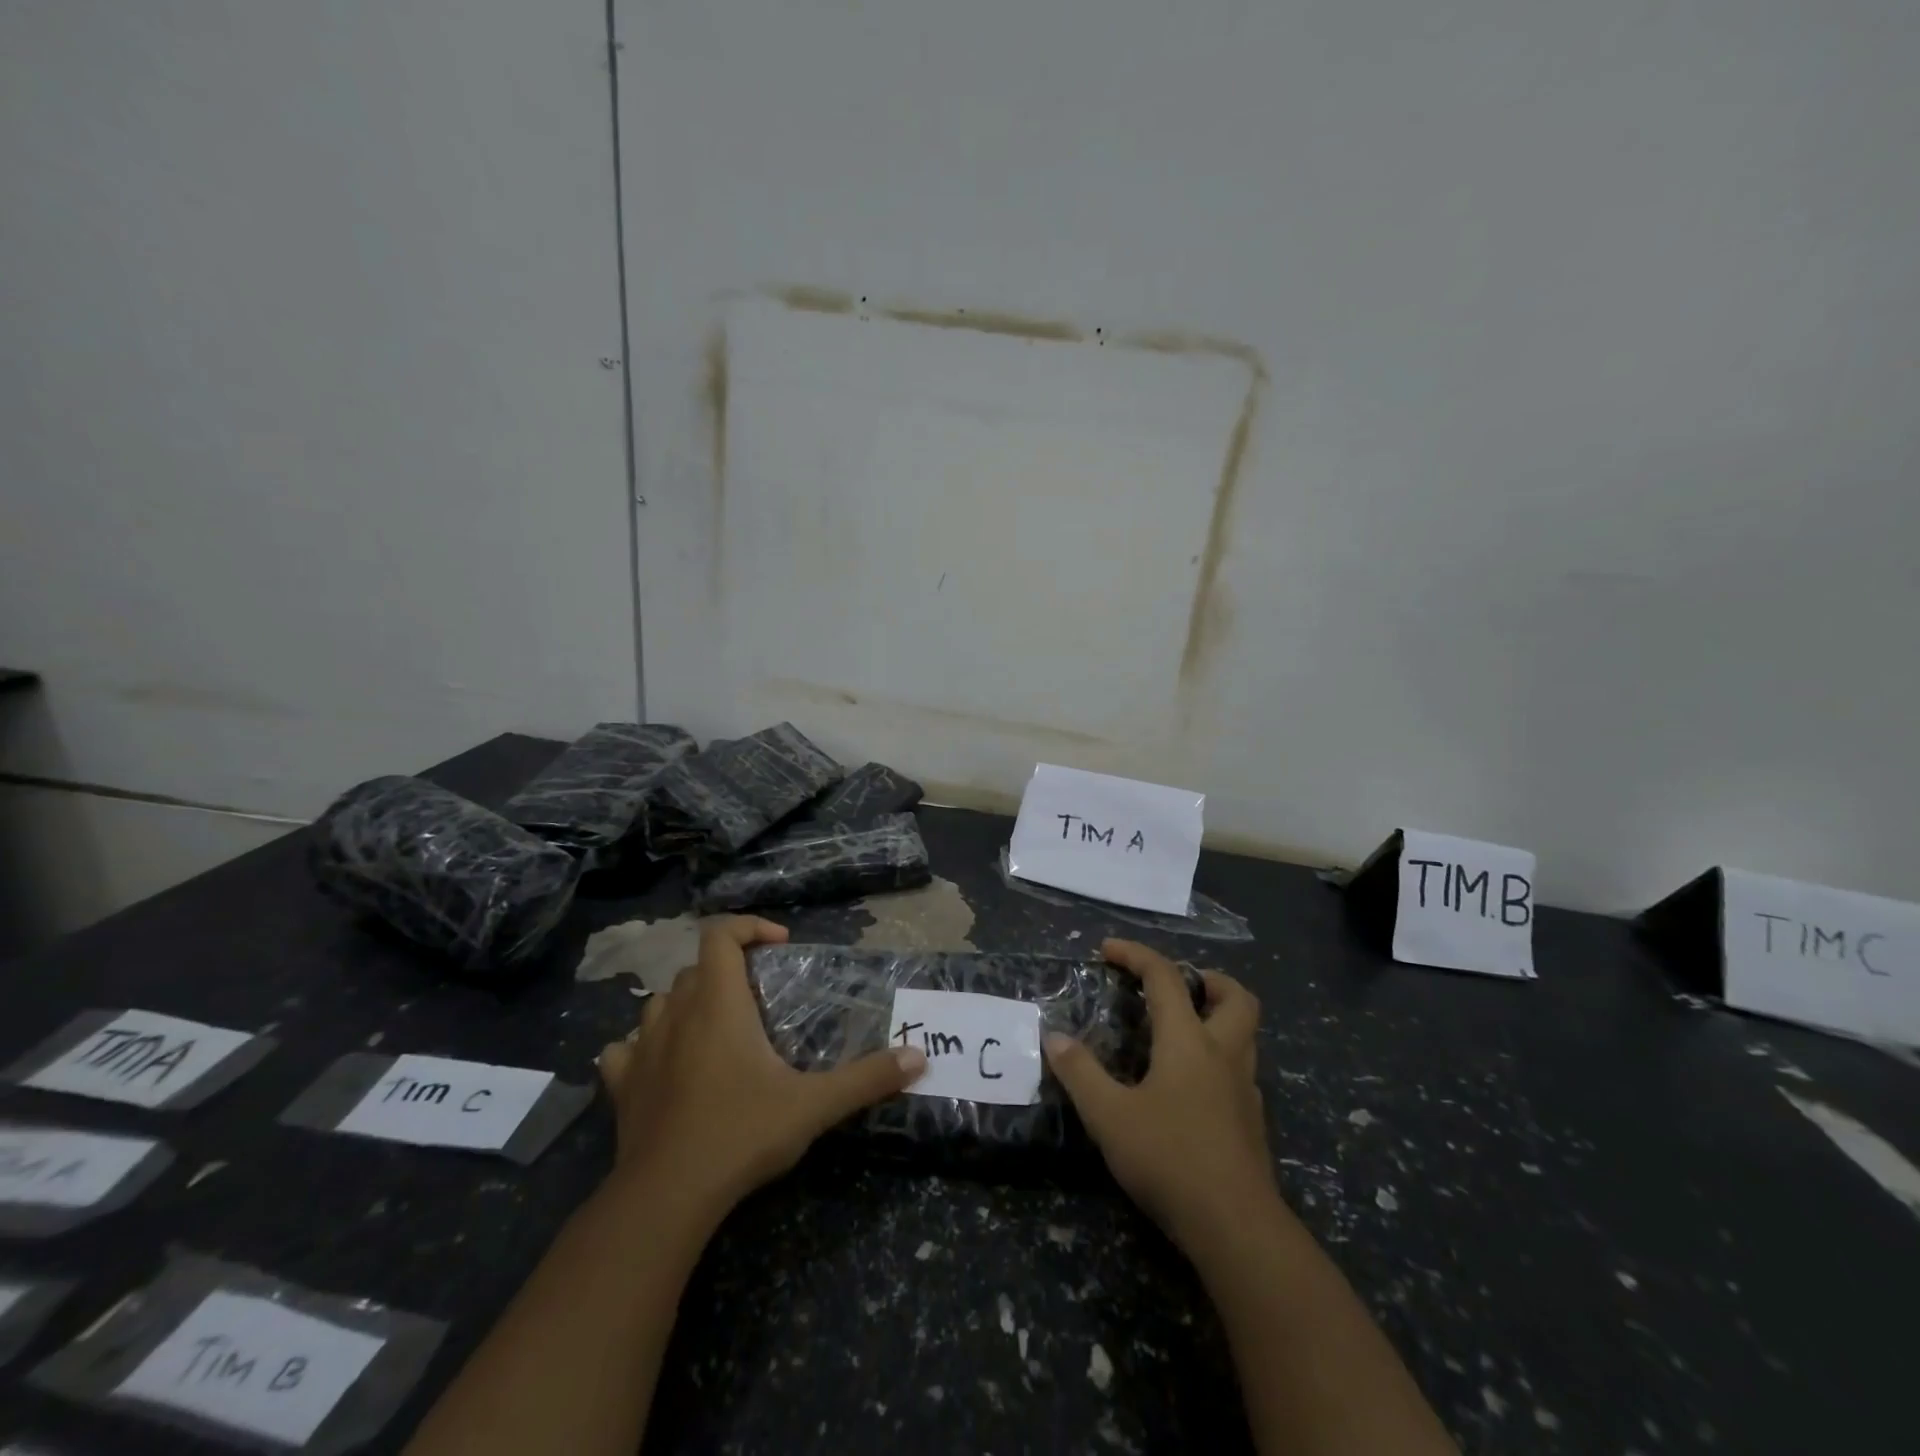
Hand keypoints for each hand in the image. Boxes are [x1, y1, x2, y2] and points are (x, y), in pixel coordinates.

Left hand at [596, 916, 926, 1215]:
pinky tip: (662, 1064)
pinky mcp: (620, 1086)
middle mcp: (676, 1015)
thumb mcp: (814, 1106)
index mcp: (718, 1004)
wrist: (665, 1199)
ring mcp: (641, 1049)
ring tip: (716, 1027)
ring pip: (659, 1003)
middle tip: (760, 997)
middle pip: (696, 968)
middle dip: (728, 970)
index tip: (780, 945)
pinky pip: (626, 1048)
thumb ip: (867, 1078)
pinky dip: (644, 1045)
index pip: (720, 935)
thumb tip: (919, 1057)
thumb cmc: (740, 1135)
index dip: (749, 927)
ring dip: (687, 1003)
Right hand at [1045, 939, 1275, 1248]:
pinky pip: (1240, 1067)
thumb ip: (1080, 1073)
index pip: (1165, 976)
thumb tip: (1054, 1037)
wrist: (1236, 1227)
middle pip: (1234, 995)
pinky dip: (1218, 1056)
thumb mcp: (1109, 1116)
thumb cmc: (1169, 1159)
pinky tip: (1189, 1083)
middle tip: (1172, 987)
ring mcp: (1245, 1088)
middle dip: (1206, 978)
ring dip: (1217, 1015)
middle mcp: (1223, 1053)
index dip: (1136, 954)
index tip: (1107, 949)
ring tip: (1179, 1029)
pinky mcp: (1252, 1120)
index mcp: (1188, 1041)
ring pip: (1245, 1032)